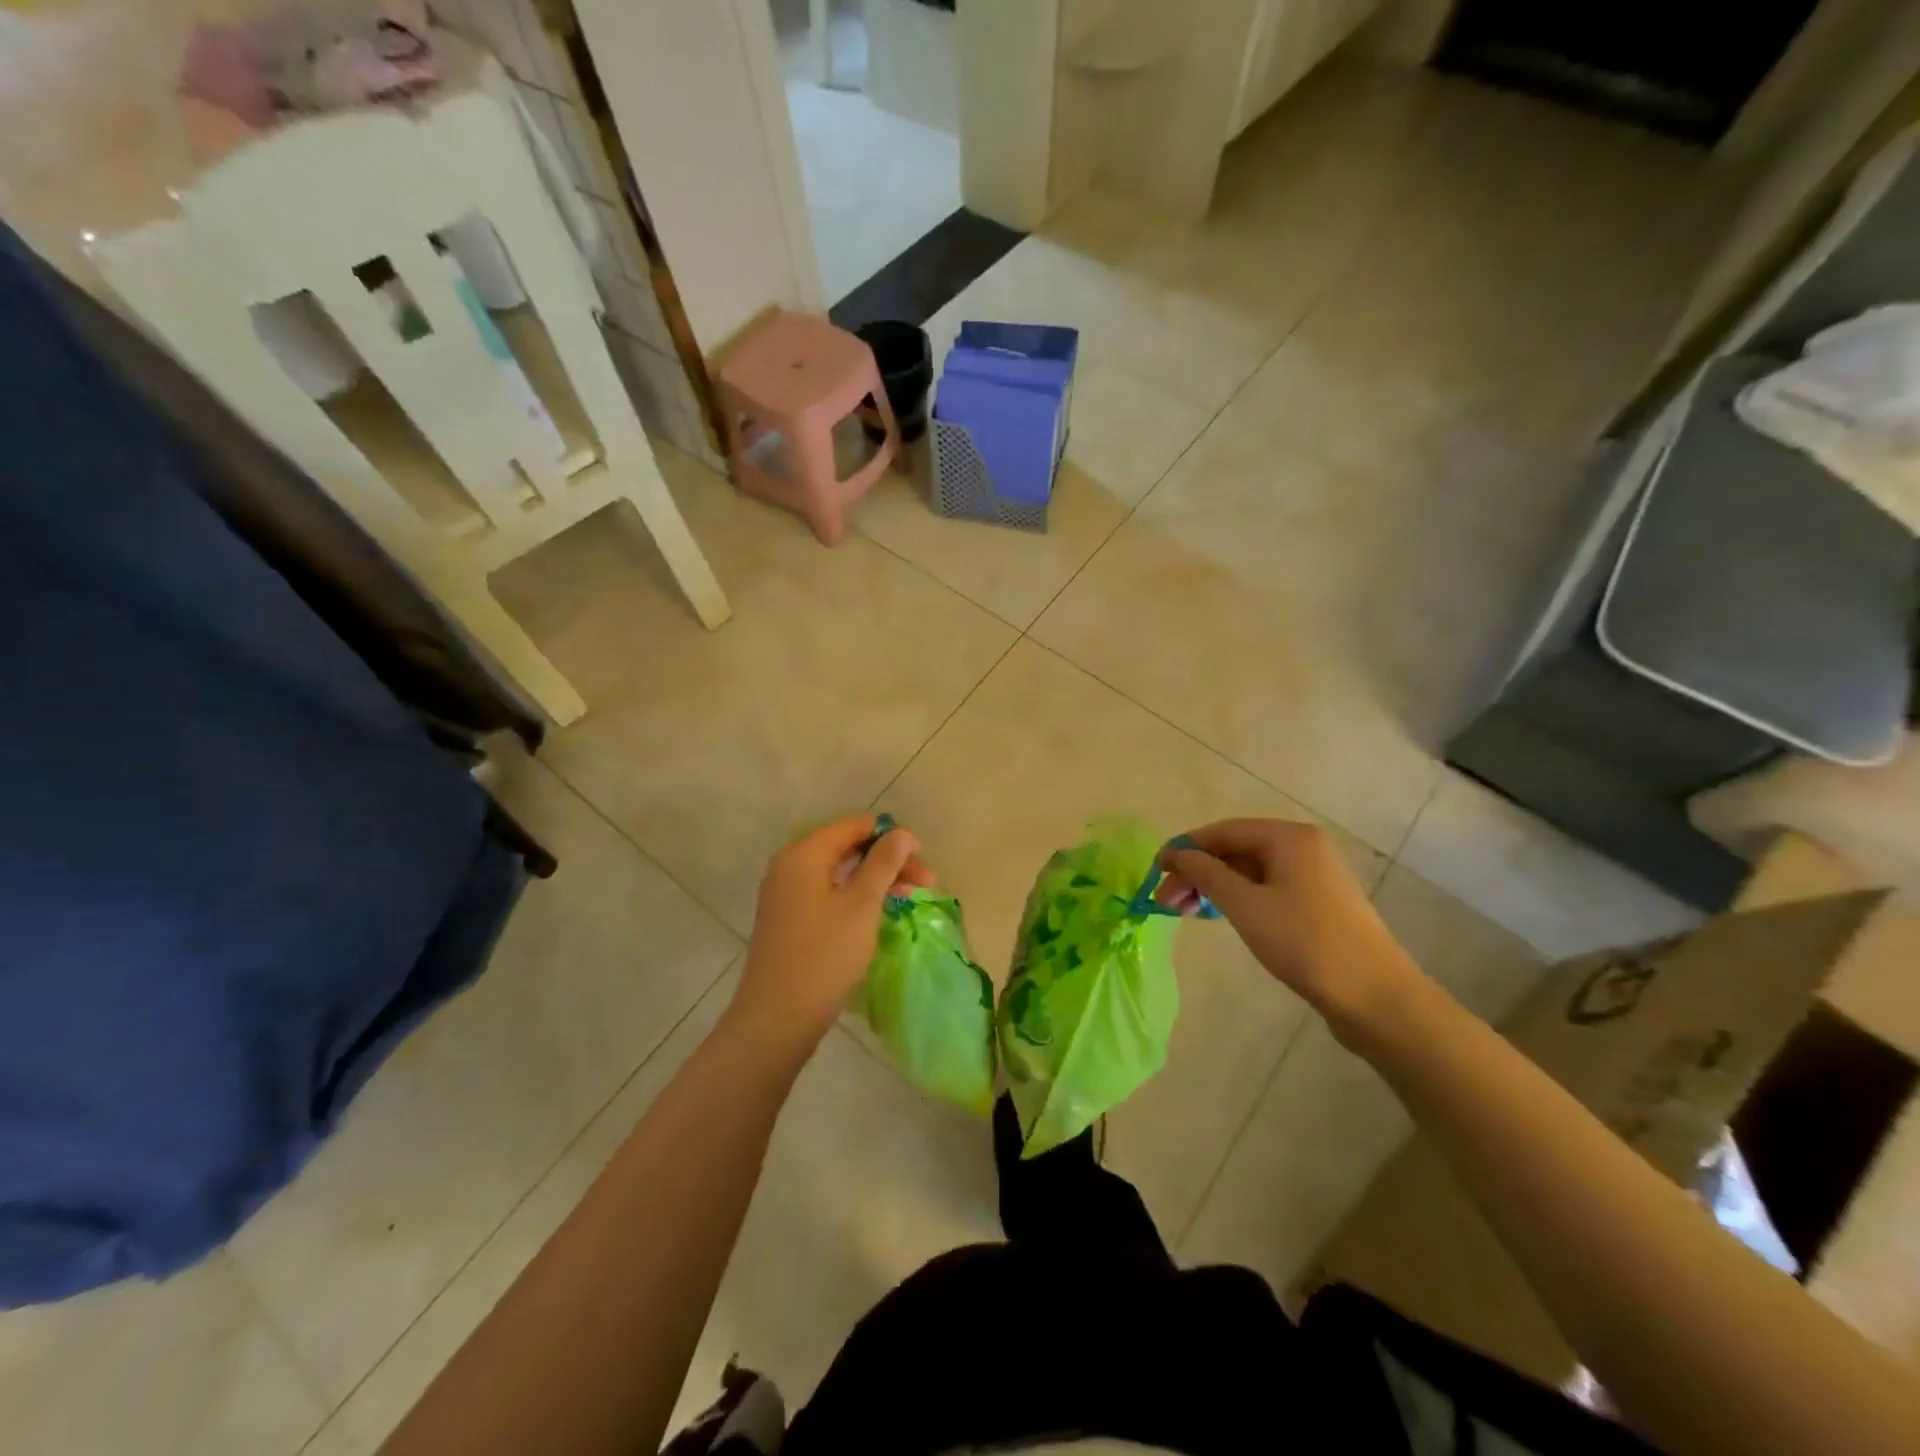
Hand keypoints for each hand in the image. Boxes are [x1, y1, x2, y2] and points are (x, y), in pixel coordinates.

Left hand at [729, 814, 932, 1059]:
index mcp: (804, 853)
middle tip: (925, 882)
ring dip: (875, 879)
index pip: (854, 826)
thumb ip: (883, 863)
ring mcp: (786, 893)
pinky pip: (828, 892)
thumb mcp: (862, 905)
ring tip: (910, 897)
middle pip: (847, 847)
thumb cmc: (824, 955)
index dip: (891, 835)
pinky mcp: (788, 918)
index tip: (922, 858)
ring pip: (839, 872)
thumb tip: (901, 833)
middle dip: (888, 859)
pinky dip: (855, 896)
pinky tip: (879, 912)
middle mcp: (789, 865)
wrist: (777, 1018)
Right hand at [1156, 818, 1422, 1043]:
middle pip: (1236, 849)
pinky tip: (1218, 916)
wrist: (1375, 997)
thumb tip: (1178, 854)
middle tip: (1166, 901)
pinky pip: (1266, 888)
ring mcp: (1313, 874)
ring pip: (1249, 870)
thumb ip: (1207, 873)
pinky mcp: (1317, 901)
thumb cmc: (1305, 943)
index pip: (1223, 830)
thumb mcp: (1246, 905)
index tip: (1155, 871)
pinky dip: (1238, 898)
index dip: (1185, 848)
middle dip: (1198, 871)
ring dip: (1214, 887)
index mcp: (1289, 837)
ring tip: (1186, 912)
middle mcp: (1303, 846)